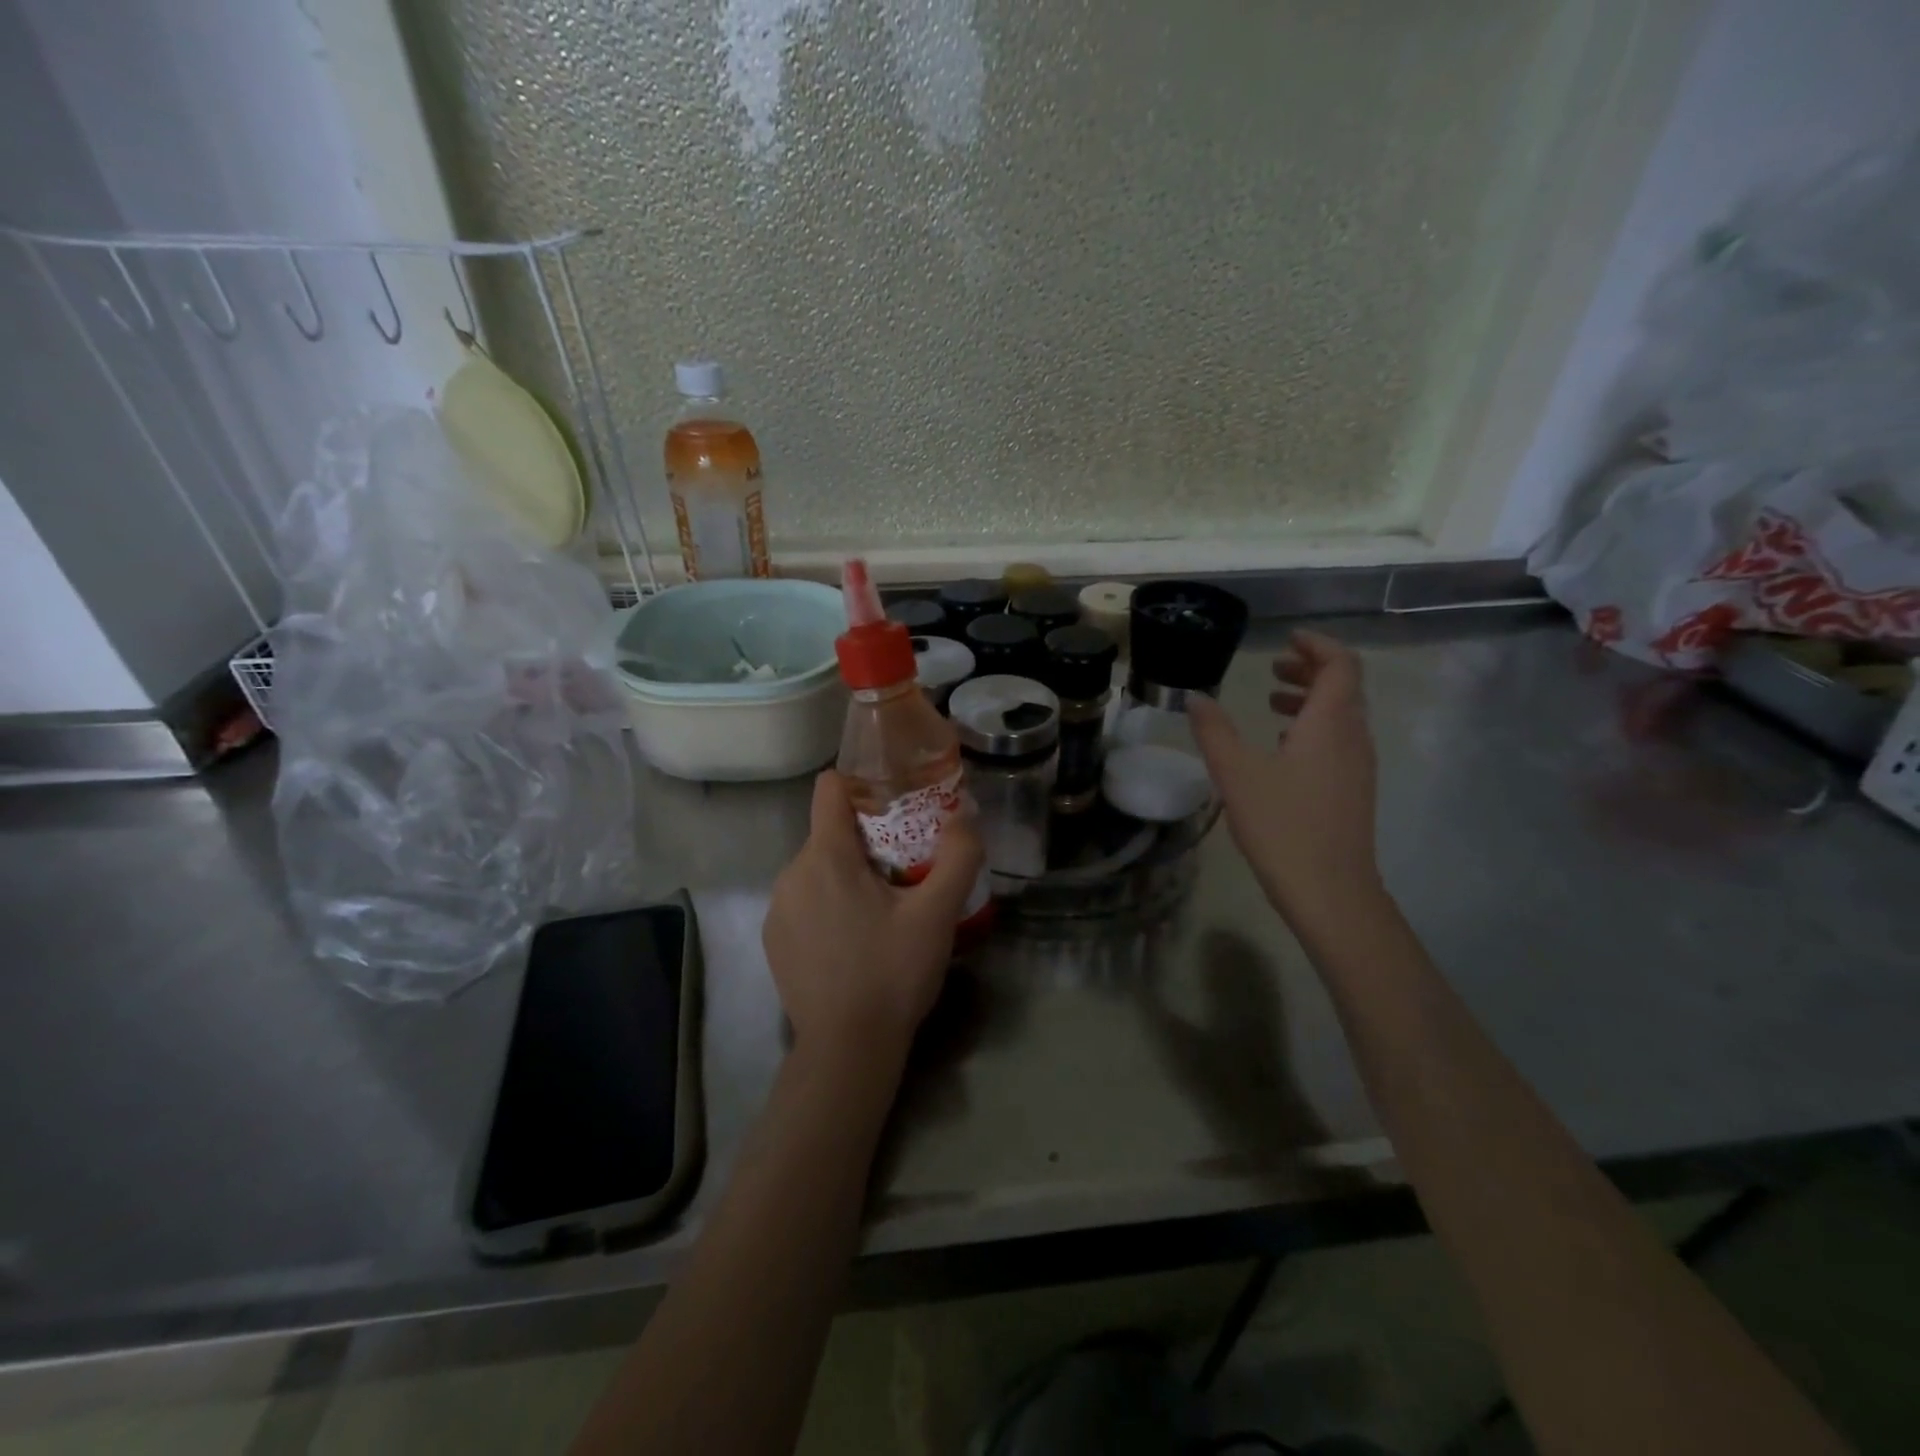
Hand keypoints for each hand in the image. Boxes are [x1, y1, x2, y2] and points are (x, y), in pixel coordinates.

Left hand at [761, 771, 983, 1062]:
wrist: (846, 1049)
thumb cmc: (892, 973)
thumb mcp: (937, 915)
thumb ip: (957, 857)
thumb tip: (966, 816)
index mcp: (826, 856)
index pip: (830, 788)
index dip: (862, 785)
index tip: (895, 806)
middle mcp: (791, 873)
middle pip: (830, 832)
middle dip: (867, 840)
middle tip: (905, 871)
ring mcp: (778, 908)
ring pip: (817, 868)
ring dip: (848, 875)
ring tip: (883, 911)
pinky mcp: (774, 939)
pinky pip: (803, 900)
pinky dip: (827, 905)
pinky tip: (853, 941)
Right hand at [1188, 630, 1382, 930]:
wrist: (1330, 891)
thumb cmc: (1282, 825)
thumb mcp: (1236, 774)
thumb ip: (1214, 731)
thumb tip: (1196, 698)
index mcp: (1330, 723)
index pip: (1341, 664)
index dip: (1317, 645)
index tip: (1287, 640)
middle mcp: (1353, 737)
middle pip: (1344, 687)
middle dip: (1310, 670)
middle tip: (1273, 668)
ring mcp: (1358, 766)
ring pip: (1342, 716)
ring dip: (1311, 700)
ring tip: (1272, 703)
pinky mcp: (1354, 791)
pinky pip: (1340, 741)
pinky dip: (1314, 728)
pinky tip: (1283, 749)